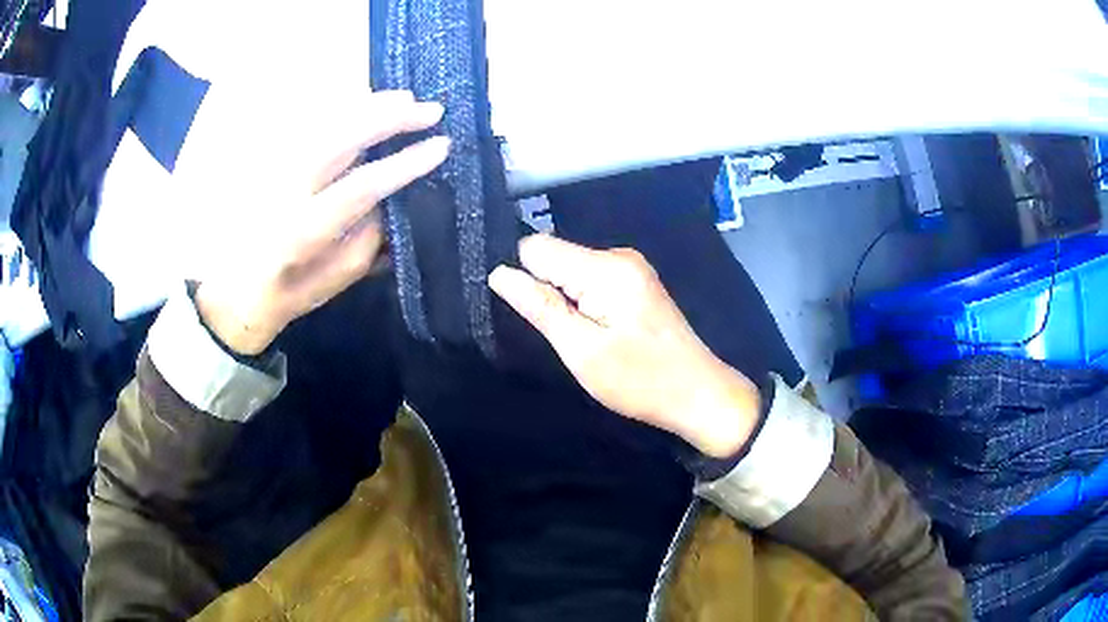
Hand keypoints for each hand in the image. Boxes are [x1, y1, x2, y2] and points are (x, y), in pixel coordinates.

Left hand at [194, 90, 449, 355]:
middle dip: (390, 119)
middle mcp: (285, 190)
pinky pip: (309, 124)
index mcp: (303, 231)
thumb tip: (392, 198)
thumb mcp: (333, 282)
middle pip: (341, 139)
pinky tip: (365, 104)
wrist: (233, 290)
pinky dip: (341, 110)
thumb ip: (366, 241)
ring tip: (405, 98)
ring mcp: (273, 169)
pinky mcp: (268, 160)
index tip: (441, 146)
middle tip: (429, 110)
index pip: (362, 186)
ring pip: (324, 123)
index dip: (405, 164)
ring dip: (368, 106)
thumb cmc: (286, 294)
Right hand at [488, 235, 761, 457]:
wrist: (698, 393)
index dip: (524, 278)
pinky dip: (583, 304)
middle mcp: (618, 256)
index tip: (533, 315)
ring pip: (571, 271)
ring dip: (565, 301)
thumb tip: (498, 274)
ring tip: (582, 338)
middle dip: (546, 292)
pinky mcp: (635, 283)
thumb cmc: (640, 379)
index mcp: (605, 268)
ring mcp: (630, 268)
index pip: (536, 247)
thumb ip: (540, 308)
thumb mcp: (582, 351)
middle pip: (555, 257)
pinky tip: (598, 332)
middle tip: (564, 335)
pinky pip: (591, 281)